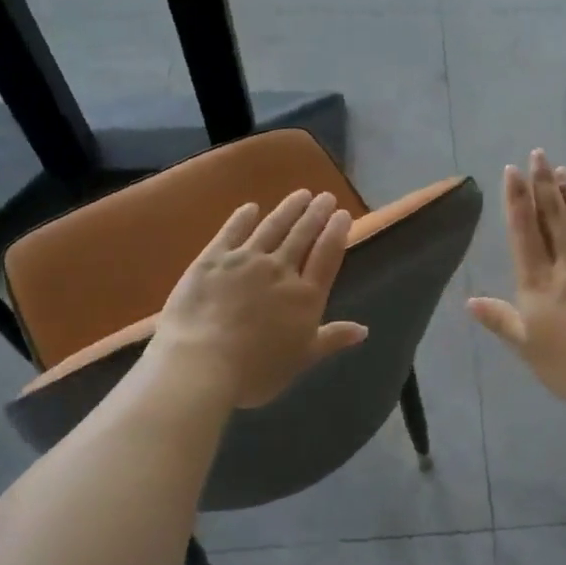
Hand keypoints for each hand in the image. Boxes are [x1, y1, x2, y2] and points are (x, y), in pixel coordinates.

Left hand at [147, 189, 368, 408]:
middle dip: (315, 214)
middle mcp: (280, 270)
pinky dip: (243, 218)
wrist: (201, 363)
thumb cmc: (256, 370)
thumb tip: (364, 329)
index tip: (342, 214)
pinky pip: (232, 232)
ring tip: (300, 194)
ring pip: (272, 228)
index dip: (336, 232)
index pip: (327, 255)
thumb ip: (332, 339)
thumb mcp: (302, 359)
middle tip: (325, 196)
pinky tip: (251, 208)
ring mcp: (245, 261)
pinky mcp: (212, 259)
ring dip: (288, 209)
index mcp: (305, 296)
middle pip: (302, 236)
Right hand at [467, 150, 565, 407]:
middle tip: (539, 155)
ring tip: (562, 171)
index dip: (517, 200)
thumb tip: (470, 301)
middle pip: (555, 217)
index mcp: (539, 283)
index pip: (525, 233)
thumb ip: (501, 321)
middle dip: (544, 184)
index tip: (513, 172)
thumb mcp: (528, 348)